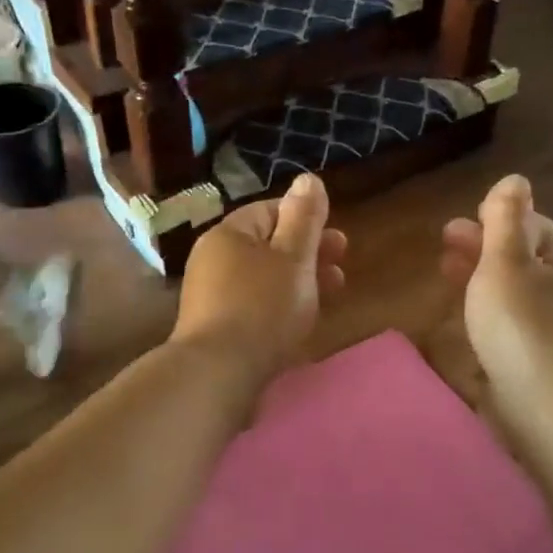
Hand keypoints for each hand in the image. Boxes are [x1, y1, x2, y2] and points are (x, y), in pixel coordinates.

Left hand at [171, 173, 346, 384]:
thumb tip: (307, 178)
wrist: (218, 373)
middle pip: (268, 246)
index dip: (307, 220)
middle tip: (342, 267)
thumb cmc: (262, 306)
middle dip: (309, 254)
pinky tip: (298, 322)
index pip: (270, 211)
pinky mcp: (214, 327)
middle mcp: (213, 258)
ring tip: (331, 295)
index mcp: (229, 234)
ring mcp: (210, 295)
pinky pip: (253, 305)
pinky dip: (279, 306)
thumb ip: (304, 217)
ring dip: (299, 281)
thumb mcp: (294, 256)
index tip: (337, 240)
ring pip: (263, 277)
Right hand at [440, 175, 552, 397]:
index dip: (503, 218)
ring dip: (479, 279)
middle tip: (444, 245)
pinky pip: (506, 327)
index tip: (468, 217)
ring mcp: (549, 332)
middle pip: (521, 261)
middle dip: (483, 248)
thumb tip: (516, 179)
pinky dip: (483, 313)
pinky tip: (462, 321)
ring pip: (511, 295)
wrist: (542, 404)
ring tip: (446, 276)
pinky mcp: (532, 362)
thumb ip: (505, 220)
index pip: (537, 228)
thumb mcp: (506, 261)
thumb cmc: (521, 322)